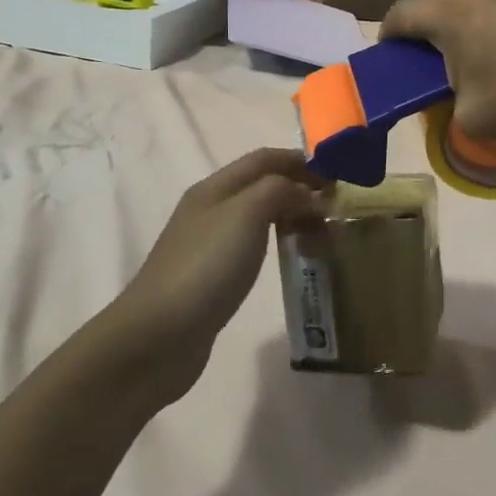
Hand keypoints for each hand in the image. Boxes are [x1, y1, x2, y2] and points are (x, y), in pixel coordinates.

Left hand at [89, 149, 328, 405]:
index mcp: (214, 188)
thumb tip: (308, 195)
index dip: (300, 161)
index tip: (337, 176)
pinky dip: (277, 241)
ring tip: (320, 229)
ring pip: (257, 215)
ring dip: (289, 214)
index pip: (263, 159)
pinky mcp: (211, 277)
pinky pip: (252, 246)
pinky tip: (290, 256)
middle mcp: (209, 209)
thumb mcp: (246, 214)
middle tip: (334, 206)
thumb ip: (280, 191)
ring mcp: (207, 244)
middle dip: (298, 186)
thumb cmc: (206, 267)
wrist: (158, 336)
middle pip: (260, 184)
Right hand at [381, 0, 495, 141]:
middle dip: (432, 24)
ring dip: (475, 13)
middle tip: (442, 56)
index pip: (399, 16)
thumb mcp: (475, 119)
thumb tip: (459, 91)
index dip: (388, 37)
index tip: (391, 54)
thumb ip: (450, 103)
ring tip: (492, 45)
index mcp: (447, 11)